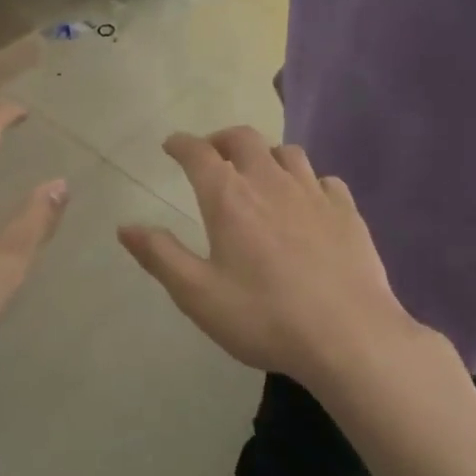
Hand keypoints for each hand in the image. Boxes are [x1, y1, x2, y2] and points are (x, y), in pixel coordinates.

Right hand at [117, 128, 412, 386]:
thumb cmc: (265, 317)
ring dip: (265, 154)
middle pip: (243, 138)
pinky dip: (308, 180)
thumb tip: (125, 226)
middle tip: (212, 154)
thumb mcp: (198, 295)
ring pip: (286, 152)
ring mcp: (313, 193)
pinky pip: (324, 179)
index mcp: (229, 197)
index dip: (181, 144)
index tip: (171, 144)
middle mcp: (270, 181)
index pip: (198, 152)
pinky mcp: (347, 211)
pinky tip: (307, 201)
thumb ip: (160, 255)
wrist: (350, 338)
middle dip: (221, 139)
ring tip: (259, 174)